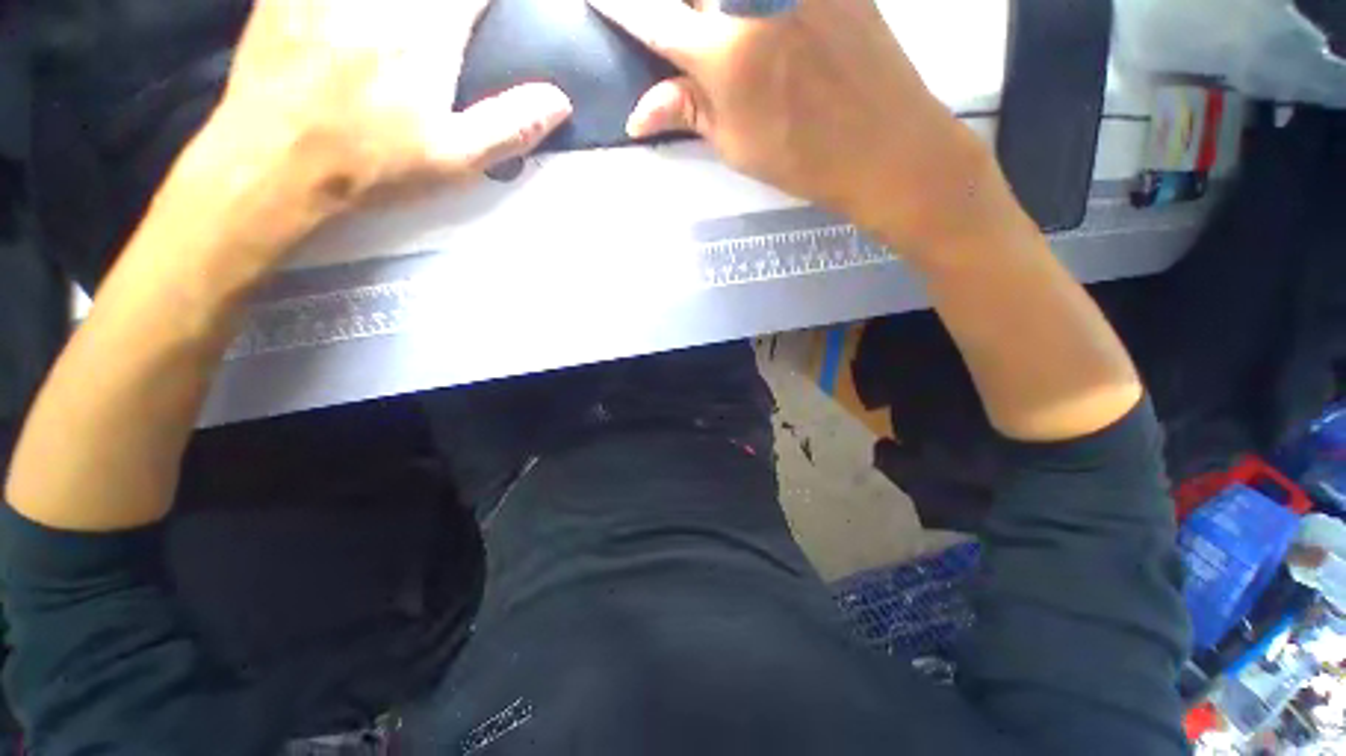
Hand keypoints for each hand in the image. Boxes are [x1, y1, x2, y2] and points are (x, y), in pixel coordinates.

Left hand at [171, 0, 572, 272]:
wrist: (273, 163)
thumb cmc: (372, 165)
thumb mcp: (454, 160)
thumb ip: (510, 127)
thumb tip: (560, 101)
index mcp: (426, 30)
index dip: (496, 2)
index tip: (496, 16)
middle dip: (457, 5)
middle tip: (460, 22)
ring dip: (417, 5)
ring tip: (419, 25)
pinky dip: (354, 3)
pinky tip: (362, 21)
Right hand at [588, 0, 998, 250]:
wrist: (885, 143)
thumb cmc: (802, 158)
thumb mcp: (735, 145)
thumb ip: (686, 112)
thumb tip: (637, 114)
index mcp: (723, 52)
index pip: (653, 18)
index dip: (619, 8)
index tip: (598, 0)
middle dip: (676, 9)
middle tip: (684, 34)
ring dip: (711, 6)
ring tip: (725, 45)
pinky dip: (753, 3)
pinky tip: (753, 24)